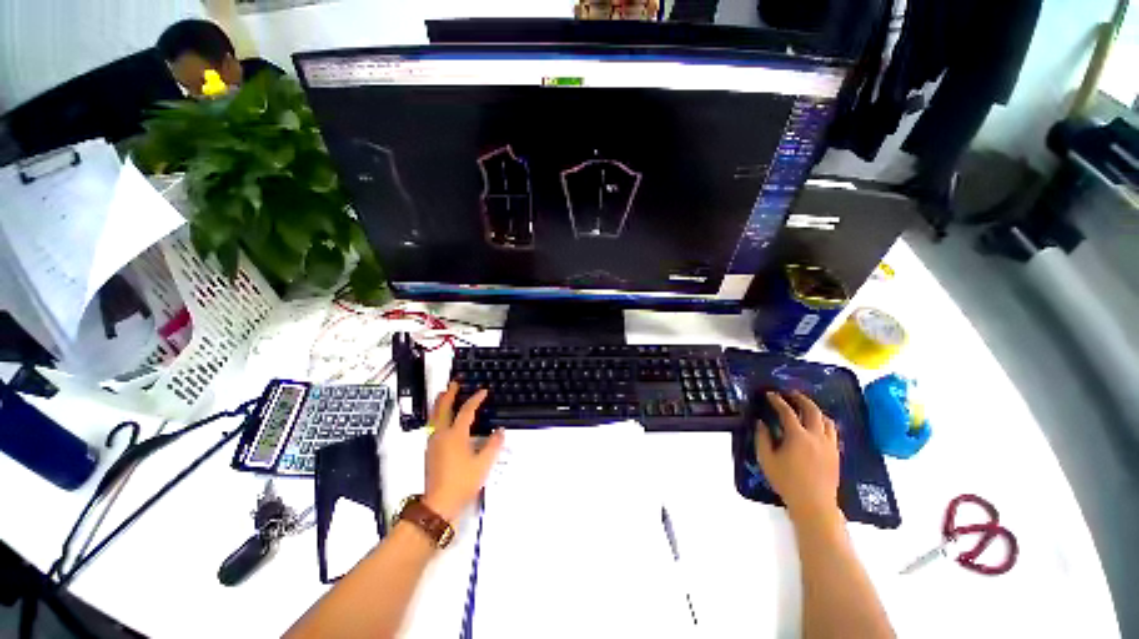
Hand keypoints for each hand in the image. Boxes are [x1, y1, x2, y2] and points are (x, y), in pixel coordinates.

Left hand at [423, 383, 504, 521]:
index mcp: (455, 435)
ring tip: (444, 394)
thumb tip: (501, 431)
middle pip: (443, 408)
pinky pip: (433, 425)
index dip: (475, 399)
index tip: (483, 391)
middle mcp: (442, 434)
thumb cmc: (462, 482)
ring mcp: (433, 442)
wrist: (438, 504)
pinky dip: (438, 415)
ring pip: (435, 416)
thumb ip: (493, 445)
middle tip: (454, 383)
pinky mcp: (430, 451)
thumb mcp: (483, 464)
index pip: (466, 411)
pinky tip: (442, 419)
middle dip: (449, 394)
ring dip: (440, 403)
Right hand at [754, 391, 841, 526]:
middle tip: (791, 394)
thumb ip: (762, 438)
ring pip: (826, 420)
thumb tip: (761, 422)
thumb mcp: (766, 460)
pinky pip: (832, 432)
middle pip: (812, 410)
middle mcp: (816, 436)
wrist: (814, 505)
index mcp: (797, 436)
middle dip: (801, 399)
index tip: (770, 394)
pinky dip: (824, 423)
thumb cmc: (786, 482)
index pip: (787, 412)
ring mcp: (829, 445)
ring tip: (805, 408)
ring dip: (815, 410)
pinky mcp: (836, 454)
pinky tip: (817, 426)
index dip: (777, 401)